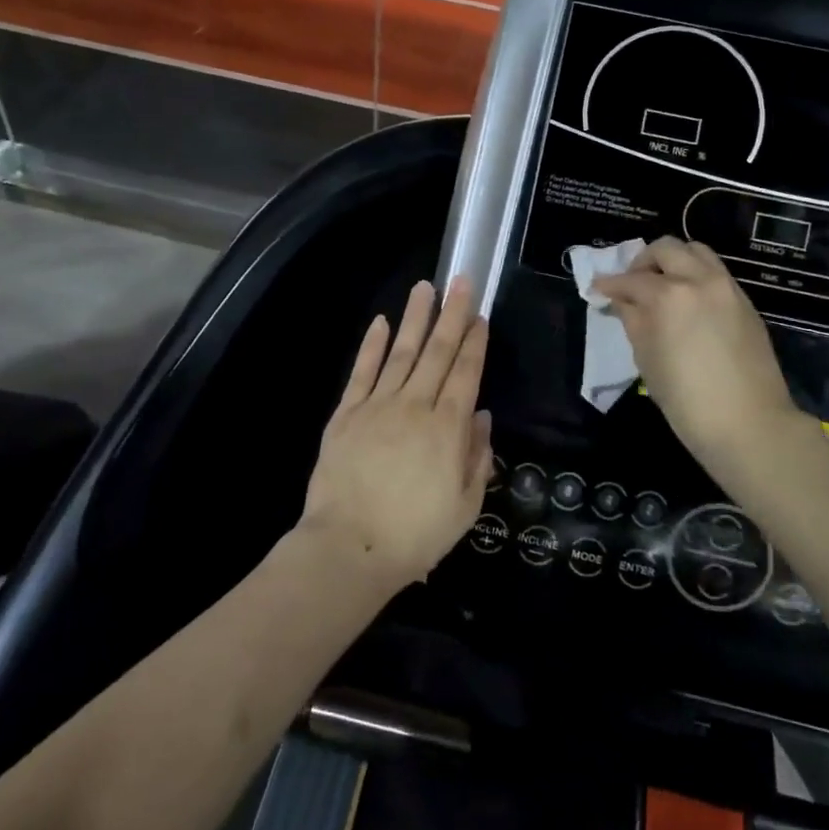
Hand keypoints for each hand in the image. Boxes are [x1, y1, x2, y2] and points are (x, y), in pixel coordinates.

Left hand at [299, 277, 490, 590]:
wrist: (349, 548)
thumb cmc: (415, 535)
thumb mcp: (464, 506)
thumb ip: (477, 458)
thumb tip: (481, 417)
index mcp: (448, 428)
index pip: (466, 374)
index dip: (475, 343)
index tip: (481, 316)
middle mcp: (416, 406)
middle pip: (438, 352)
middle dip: (452, 315)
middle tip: (461, 281)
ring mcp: (378, 406)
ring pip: (401, 352)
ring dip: (415, 318)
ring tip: (425, 287)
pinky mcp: (347, 413)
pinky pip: (362, 372)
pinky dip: (372, 345)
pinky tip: (381, 322)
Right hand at [592, 239, 803, 472]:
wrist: (749, 424)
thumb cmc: (686, 400)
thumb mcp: (647, 359)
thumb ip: (633, 320)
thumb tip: (622, 301)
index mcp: (669, 296)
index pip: (630, 280)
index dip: (609, 284)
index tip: (597, 288)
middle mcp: (699, 280)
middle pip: (666, 249)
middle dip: (643, 262)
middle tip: (632, 283)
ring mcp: (727, 287)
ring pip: (696, 251)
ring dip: (674, 260)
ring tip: (662, 284)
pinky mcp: (745, 301)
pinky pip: (715, 272)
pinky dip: (696, 275)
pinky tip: (688, 300)